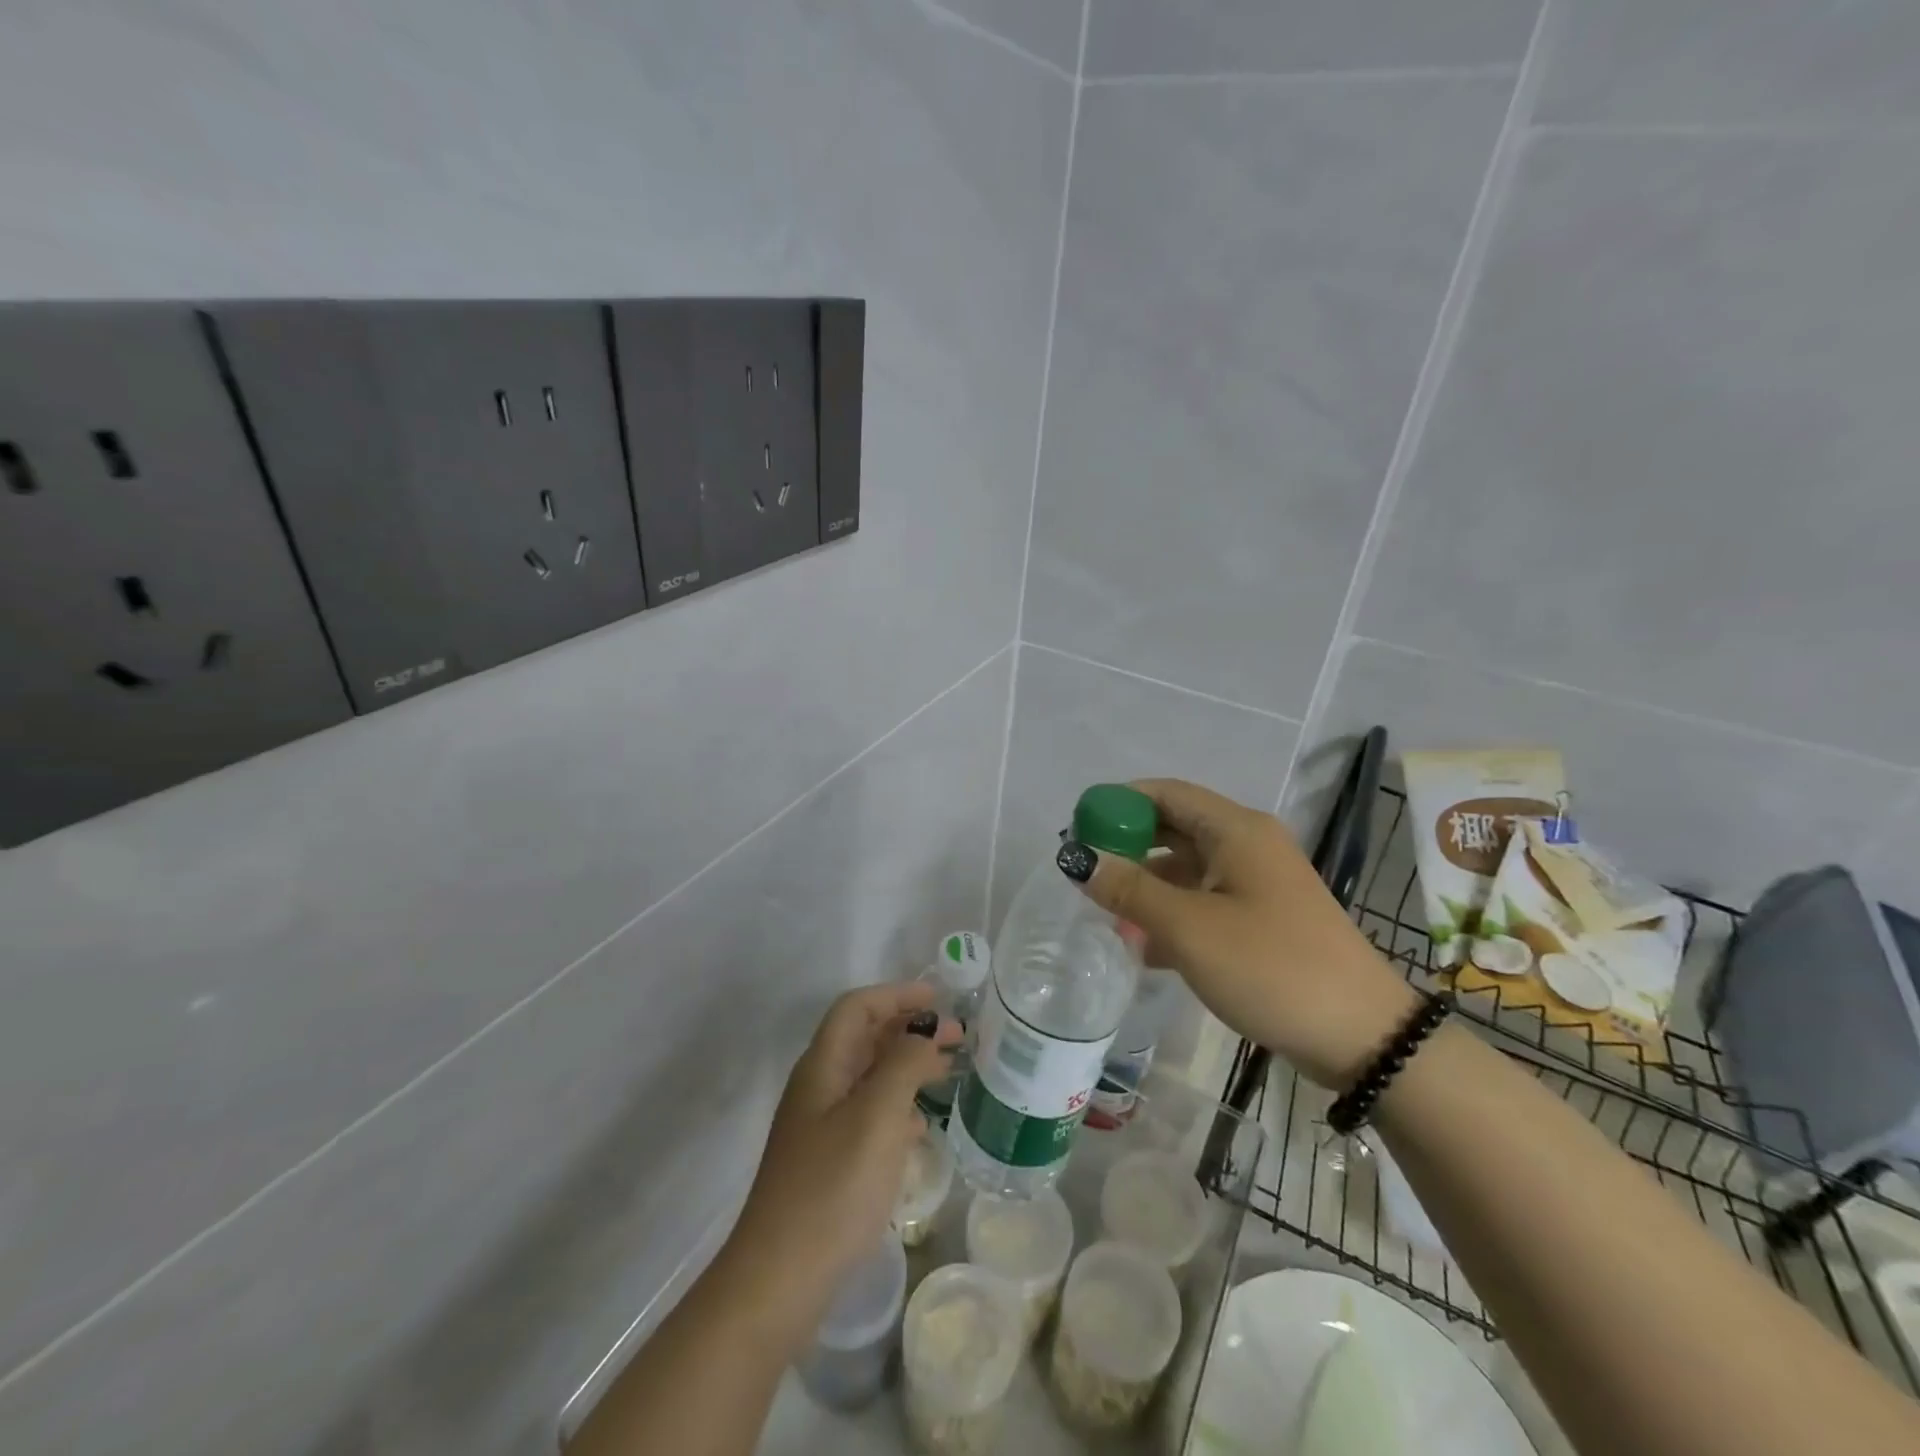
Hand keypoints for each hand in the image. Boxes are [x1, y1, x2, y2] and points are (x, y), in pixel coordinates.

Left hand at [721, 982, 958, 1346]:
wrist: (778, 1280)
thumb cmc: (831, 1188)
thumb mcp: (876, 1117)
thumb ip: (903, 1065)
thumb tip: (923, 1034)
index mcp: (823, 1066)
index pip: (857, 1007)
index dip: (896, 995)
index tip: (939, 999)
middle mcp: (819, 1087)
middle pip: (865, 1038)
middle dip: (909, 1028)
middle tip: (957, 1036)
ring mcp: (821, 1126)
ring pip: (870, 1077)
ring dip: (908, 1066)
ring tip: (948, 1072)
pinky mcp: (829, 1161)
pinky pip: (869, 1115)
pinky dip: (898, 1107)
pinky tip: (921, 1128)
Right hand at [1061, 779, 1416, 1087]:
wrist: (1363, 1037)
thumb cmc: (1271, 967)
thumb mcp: (1189, 928)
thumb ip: (1130, 889)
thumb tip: (1078, 858)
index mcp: (1235, 830)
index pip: (1165, 793)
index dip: (1118, 804)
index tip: (1078, 830)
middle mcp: (1248, 845)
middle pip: (1175, 828)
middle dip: (1128, 847)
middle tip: (1086, 873)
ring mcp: (1258, 884)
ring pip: (1188, 869)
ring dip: (1147, 887)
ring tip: (1107, 916)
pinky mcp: (1263, 920)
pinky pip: (1205, 902)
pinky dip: (1172, 915)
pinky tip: (1145, 949)